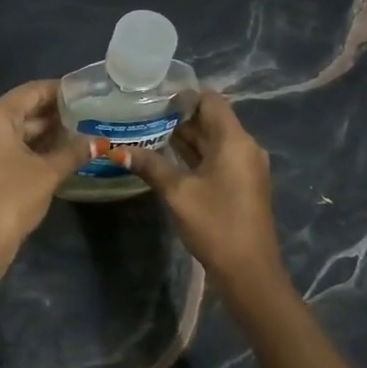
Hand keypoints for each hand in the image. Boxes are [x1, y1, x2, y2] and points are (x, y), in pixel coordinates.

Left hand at [0, 80, 91, 283]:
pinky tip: (57, 153)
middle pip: (21, 110)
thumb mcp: (48, 174)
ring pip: (15, 131)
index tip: (85, 91)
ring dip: (44, 132)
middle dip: (54, 113)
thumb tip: (100, 141)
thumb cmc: (10, 200)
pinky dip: (30, 148)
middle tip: (87, 113)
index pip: (31, 91)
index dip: (59, 90)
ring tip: (79, 132)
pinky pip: (7, 147)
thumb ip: (74, 152)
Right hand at [125, 92, 282, 288]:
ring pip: (212, 140)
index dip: (183, 95)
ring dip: (184, 136)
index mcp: (234, 141)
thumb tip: (117, 150)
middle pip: (211, 119)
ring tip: (146, 131)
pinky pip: (216, 158)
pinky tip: (165, 157)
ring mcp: (244, 167)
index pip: (210, 100)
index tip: (152, 97)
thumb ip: (150, 165)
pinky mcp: (241, 184)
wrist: (249, 271)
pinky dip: (193, 154)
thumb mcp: (178, 193)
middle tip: (141, 114)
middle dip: (178, 116)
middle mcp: (244, 147)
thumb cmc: (215, 224)